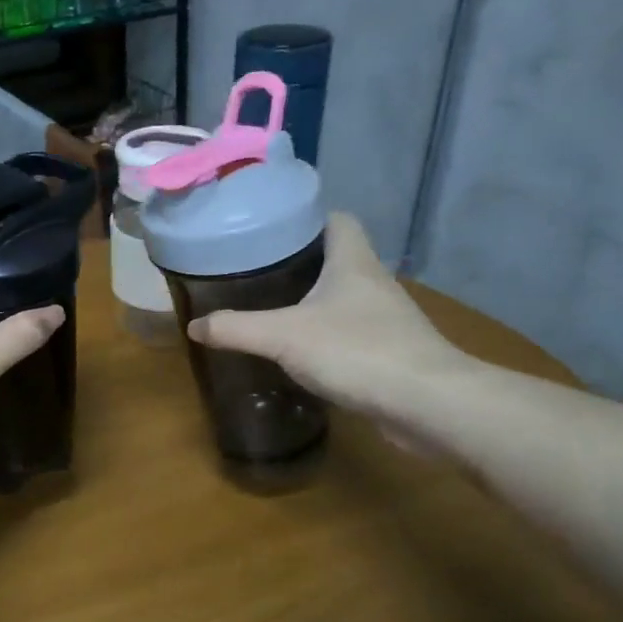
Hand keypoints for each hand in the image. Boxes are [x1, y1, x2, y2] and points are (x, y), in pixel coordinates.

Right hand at [186, 213, 479, 444]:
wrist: (429, 404)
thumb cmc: (356, 351)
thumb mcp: (283, 336)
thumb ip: (235, 329)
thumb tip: (193, 326)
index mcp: (353, 262)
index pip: (337, 219)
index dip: (307, 217)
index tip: (272, 227)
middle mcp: (373, 283)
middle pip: (337, 257)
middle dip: (299, 261)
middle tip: (256, 270)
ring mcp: (386, 320)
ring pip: (344, 297)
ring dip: (313, 300)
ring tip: (270, 308)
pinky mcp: (390, 353)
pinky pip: (351, 332)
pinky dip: (326, 336)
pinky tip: (300, 351)